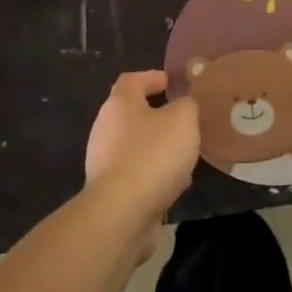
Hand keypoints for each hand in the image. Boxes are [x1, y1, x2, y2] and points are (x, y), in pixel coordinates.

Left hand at [83, 70, 199, 230]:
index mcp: (119, 105)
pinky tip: (174, 183)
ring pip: (135, 146)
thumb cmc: (152, 155)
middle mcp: (105, 129)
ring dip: (157, 147)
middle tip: (183, 119)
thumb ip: (187, 105)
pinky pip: (136, 174)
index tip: (171, 81)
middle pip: (131, 114)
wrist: (122, 214)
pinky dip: (153, 173)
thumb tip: (183, 104)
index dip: (151, 77)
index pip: (132, 80)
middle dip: (157, 115)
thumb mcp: (183, 120)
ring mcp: (104, 163)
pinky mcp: (110, 192)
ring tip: (184, 153)